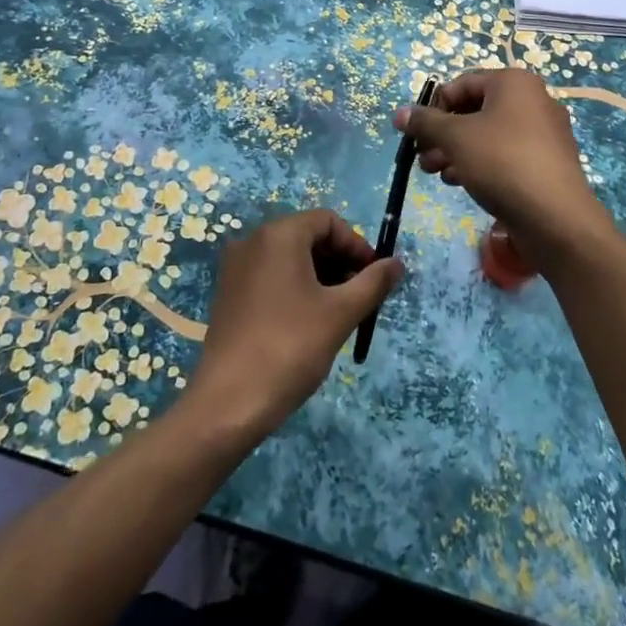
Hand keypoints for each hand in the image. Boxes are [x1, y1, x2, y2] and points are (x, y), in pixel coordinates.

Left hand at [185, 209, 403, 440]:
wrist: (228, 403)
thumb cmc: (290, 347)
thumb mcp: (340, 313)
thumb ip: (373, 283)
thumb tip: (397, 264)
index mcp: (279, 235)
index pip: (328, 221)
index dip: (356, 245)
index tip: (374, 277)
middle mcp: (253, 241)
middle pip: (308, 236)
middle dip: (340, 262)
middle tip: (361, 297)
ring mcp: (236, 268)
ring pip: (290, 258)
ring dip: (321, 276)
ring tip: (340, 313)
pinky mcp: (229, 295)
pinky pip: (271, 277)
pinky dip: (296, 288)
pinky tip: (309, 322)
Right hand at [396, 69, 618, 277]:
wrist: (556, 218)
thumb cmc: (502, 162)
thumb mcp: (455, 138)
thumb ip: (425, 123)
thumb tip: (400, 113)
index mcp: (514, 83)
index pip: (462, 83)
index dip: (433, 106)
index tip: (415, 133)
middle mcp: (532, 100)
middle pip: (474, 109)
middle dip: (442, 133)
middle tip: (420, 157)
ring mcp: (543, 132)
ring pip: (488, 134)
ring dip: (455, 150)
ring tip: (434, 173)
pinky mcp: (545, 162)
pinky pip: (505, 153)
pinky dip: (479, 162)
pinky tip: (460, 182)